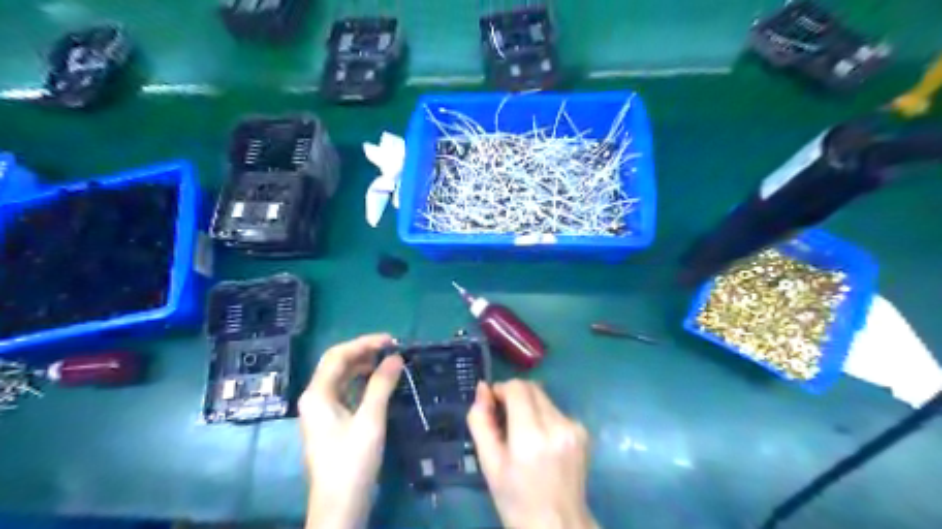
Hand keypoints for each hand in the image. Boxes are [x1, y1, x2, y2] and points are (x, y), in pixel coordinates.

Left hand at [300, 336, 402, 528]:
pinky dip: (362, 382)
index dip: (364, 343)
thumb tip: (396, 357)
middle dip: (364, 352)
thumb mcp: (370, 420)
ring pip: (342, 377)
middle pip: (337, 364)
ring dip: (364, 366)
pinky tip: (379, 382)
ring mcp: (321, 411)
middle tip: (392, 349)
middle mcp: (315, 398)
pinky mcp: (331, 422)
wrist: (339, 506)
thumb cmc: (352, 461)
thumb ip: (381, 385)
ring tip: (389, 362)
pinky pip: (346, 391)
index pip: (338, 355)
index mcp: (317, 394)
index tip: (391, 341)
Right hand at [470, 382, 593, 528]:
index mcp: (530, 437)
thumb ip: (480, 421)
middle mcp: (556, 426)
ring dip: (529, 406)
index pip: (517, 388)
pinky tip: (542, 441)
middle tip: (504, 419)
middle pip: (532, 387)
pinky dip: (544, 417)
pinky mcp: (583, 431)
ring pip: (544, 397)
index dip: (501, 389)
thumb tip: (482, 388)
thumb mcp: (488, 464)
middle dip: (515, 395)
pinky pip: (556, 410)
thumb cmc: (516, 499)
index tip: (493, 405)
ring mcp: (574, 428)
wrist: (558, 525)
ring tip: (524, 434)